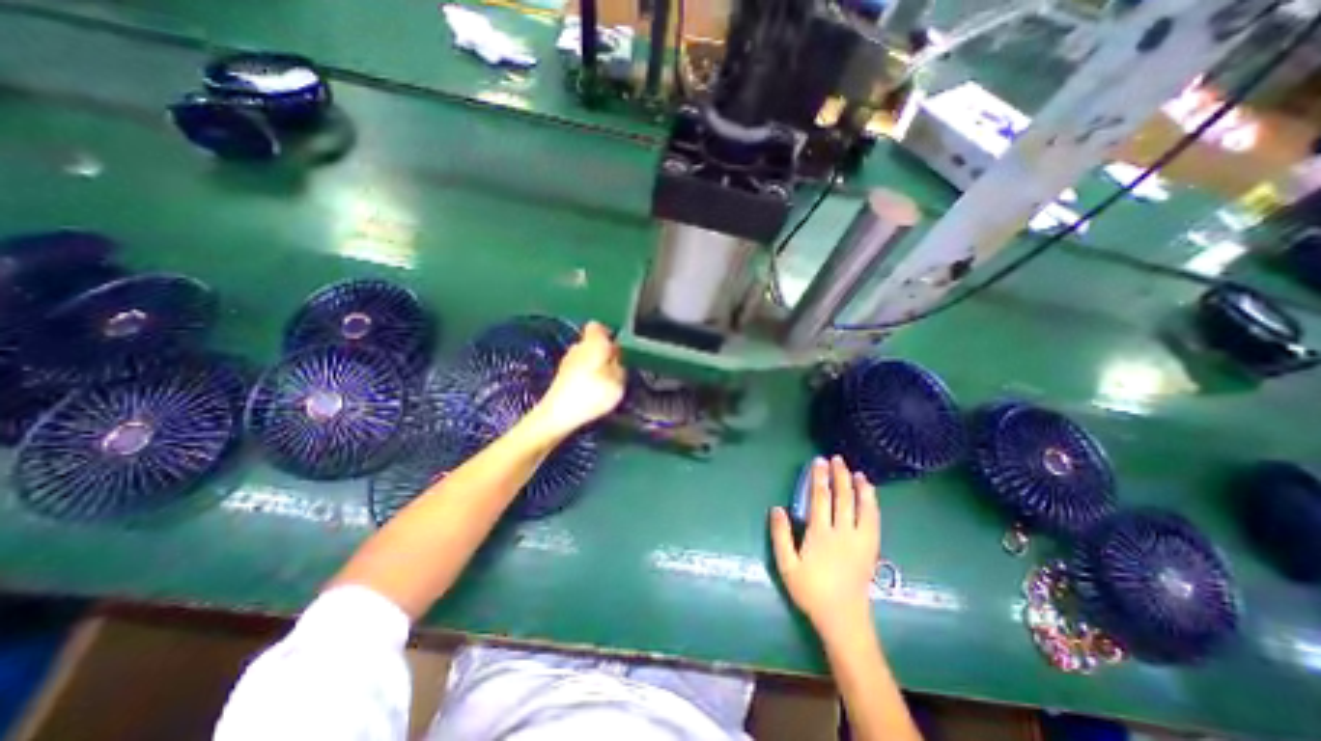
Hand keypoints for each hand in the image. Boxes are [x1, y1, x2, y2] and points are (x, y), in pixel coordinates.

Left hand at [529, 319, 624, 438]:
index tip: (618, 348)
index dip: (609, 334)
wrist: (558, 414)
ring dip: (594, 366)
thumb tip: (617, 357)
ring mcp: (567, 362)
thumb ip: (620, 366)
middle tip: (615, 368)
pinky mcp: (560, 378)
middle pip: (592, 343)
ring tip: (604, 383)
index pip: (598, 326)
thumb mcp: (619, 381)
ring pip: (585, 357)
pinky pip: (578, 371)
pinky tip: (590, 392)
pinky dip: (585, 378)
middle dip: (603, 352)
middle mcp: (578, 347)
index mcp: (593, 342)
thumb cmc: (592, 393)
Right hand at [770, 455, 881, 638]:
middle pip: (843, 498)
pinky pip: (875, 521)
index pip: (820, 498)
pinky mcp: (872, 549)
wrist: (843, 619)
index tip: (818, 461)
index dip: (819, 478)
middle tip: (837, 459)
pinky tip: (871, 497)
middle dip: (839, 476)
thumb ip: (780, 536)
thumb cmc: (811, 591)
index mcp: (821, 534)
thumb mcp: (787, 566)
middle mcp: (843, 533)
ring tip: (857, 472)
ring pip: (863, 507)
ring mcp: (861, 541)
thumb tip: (777, 508)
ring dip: (860, 488)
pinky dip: (873, 505)